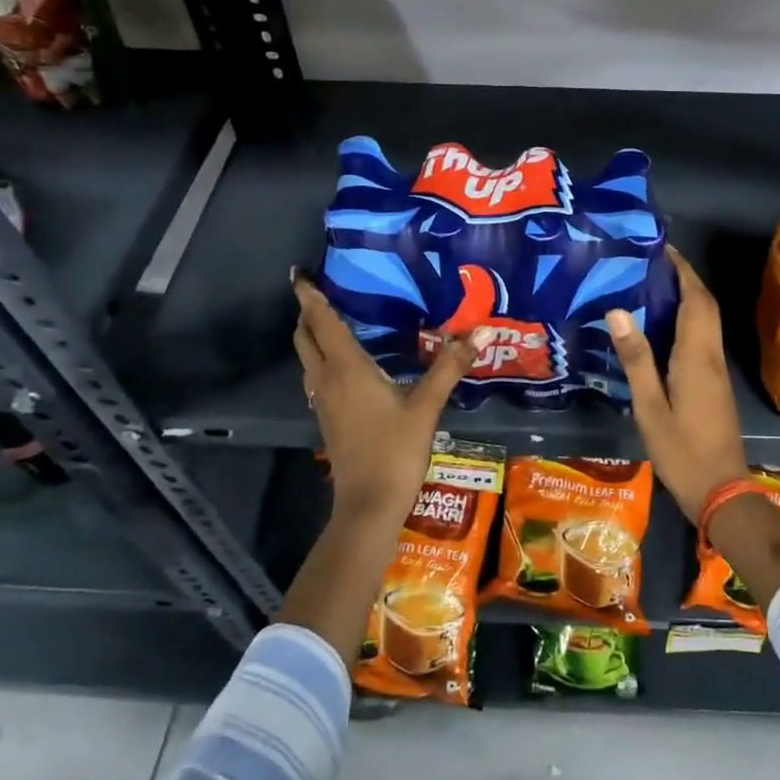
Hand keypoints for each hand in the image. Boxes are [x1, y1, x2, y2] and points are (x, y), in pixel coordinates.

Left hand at [292, 271, 488, 524]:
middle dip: (307, 313)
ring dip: (312, 337)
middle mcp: (327, 380)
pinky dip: (322, 359)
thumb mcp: (427, 405)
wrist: (368, 505)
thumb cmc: (395, 450)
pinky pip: (317, 377)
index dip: (309, 297)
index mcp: (346, 368)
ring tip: (331, 320)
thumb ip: (450, 365)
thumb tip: (481, 330)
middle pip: (305, 338)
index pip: (321, 323)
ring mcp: (323, 402)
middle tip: (321, 293)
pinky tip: (345, 364)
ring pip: (308, 359)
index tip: (299, 274)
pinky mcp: (328, 419)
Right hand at [604, 248, 748, 521]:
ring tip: (650, 285)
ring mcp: (716, 369)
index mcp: (696, 355)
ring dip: (687, 297)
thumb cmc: (681, 450)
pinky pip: (702, 337)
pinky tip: (661, 327)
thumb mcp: (650, 407)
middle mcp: (711, 355)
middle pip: (704, 305)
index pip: (695, 299)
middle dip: (684, 278)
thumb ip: (636, 359)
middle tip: (651, 263)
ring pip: (706, 320)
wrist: (721, 490)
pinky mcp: (714, 383)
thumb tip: (618, 310)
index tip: (661, 248)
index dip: (682, 270)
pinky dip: (687, 319)